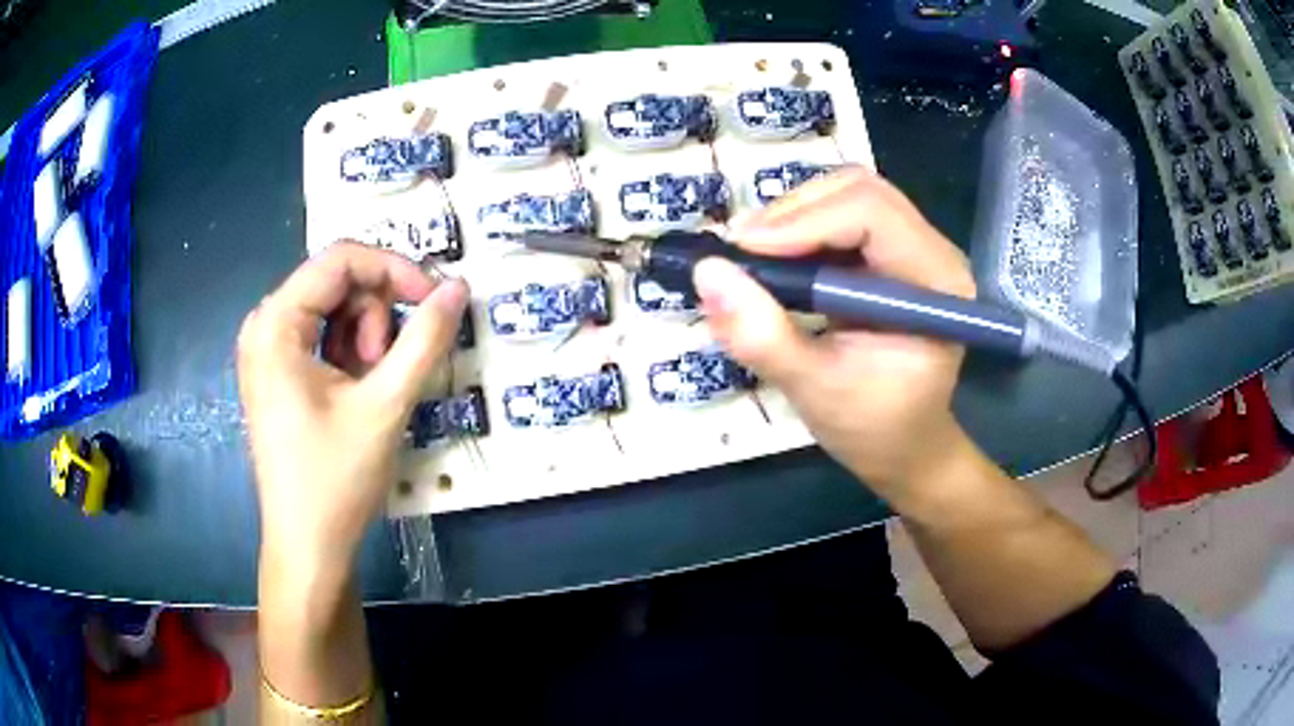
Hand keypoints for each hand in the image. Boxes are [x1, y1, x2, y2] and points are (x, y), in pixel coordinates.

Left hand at [237, 242, 468, 574]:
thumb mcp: (385, 406)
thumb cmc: (335, 480)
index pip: (341, 259)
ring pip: (333, 308)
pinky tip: (359, 391)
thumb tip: (459, 288)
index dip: (395, 269)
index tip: (436, 300)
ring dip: (366, 336)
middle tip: (389, 367)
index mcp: (275, 323)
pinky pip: (322, 336)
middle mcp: (264, 325)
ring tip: (373, 388)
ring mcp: (268, 349)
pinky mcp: (278, 372)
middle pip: (336, 281)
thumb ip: (425, 340)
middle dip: (375, 314)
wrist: (308, 547)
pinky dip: (351, 353)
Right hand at [693, 168, 976, 505]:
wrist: (904, 447)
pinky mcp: (891, 252)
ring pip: (848, 193)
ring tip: (753, 256)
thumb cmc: (873, 428)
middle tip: (743, 252)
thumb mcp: (814, 390)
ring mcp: (914, 247)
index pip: (873, 215)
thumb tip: (708, 273)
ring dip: (793, 215)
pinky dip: (799, 227)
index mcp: (936, 284)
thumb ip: (764, 336)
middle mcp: (933, 251)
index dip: (804, 222)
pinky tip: (774, 259)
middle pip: (861, 190)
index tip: (742, 251)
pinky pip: (842, 214)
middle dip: (795, 211)